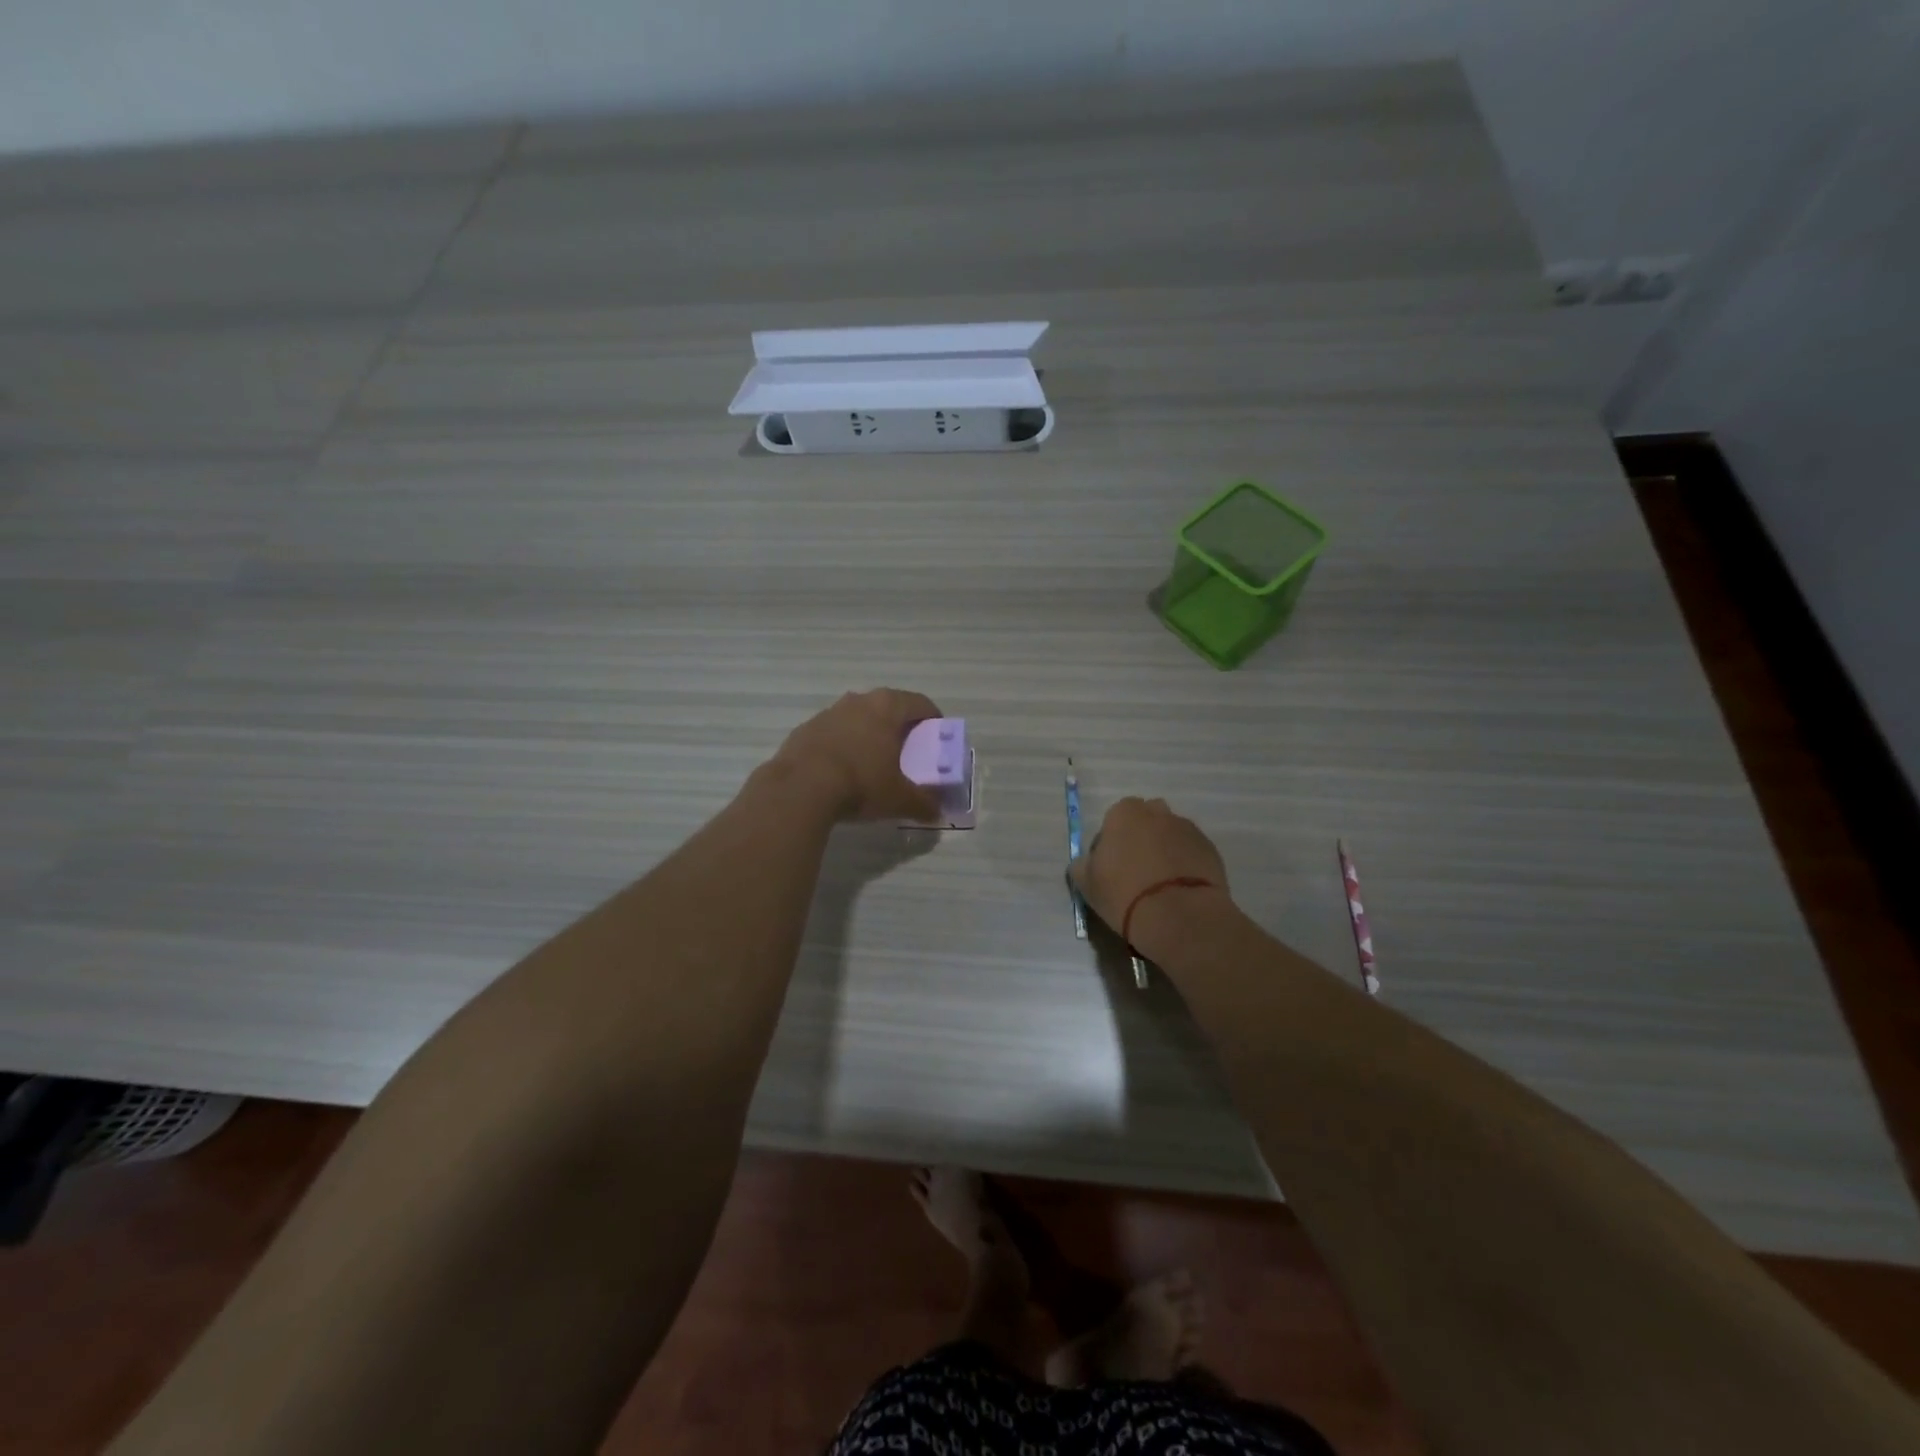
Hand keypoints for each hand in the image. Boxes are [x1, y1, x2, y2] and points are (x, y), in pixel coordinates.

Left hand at [767, 688, 943, 822]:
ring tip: (873, 763)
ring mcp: (828, 712)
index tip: (936, 739)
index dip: (933, 720)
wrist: (800, 788)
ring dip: (868, 735)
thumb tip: (936, 812)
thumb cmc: (861, 783)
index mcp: (887, 707)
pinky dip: (843, 746)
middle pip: (888, 708)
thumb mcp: (900, 799)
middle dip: (899, 728)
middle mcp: (859, 700)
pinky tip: (842, 771)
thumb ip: (923, 803)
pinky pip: (833, 734)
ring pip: (858, 719)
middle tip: (907, 752)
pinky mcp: (805, 729)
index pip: (920, 703)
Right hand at [1070, 797, 1230, 955]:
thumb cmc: (1124, 894)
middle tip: (1136, 870)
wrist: (1180, 917)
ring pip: (1171, 834)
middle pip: (1146, 819)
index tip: (1111, 865)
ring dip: (1165, 849)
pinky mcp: (1211, 849)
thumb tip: (1086, 862)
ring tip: (1162, 883)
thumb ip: (1082, 864)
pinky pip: (1191, 852)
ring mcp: (1188, 828)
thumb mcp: (1086, 883)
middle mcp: (1158, 812)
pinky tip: (1180, 889)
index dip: (1112, 840)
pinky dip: (1185, 864)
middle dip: (1142, 837)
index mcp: (1125, 813)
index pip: (1114, 817)